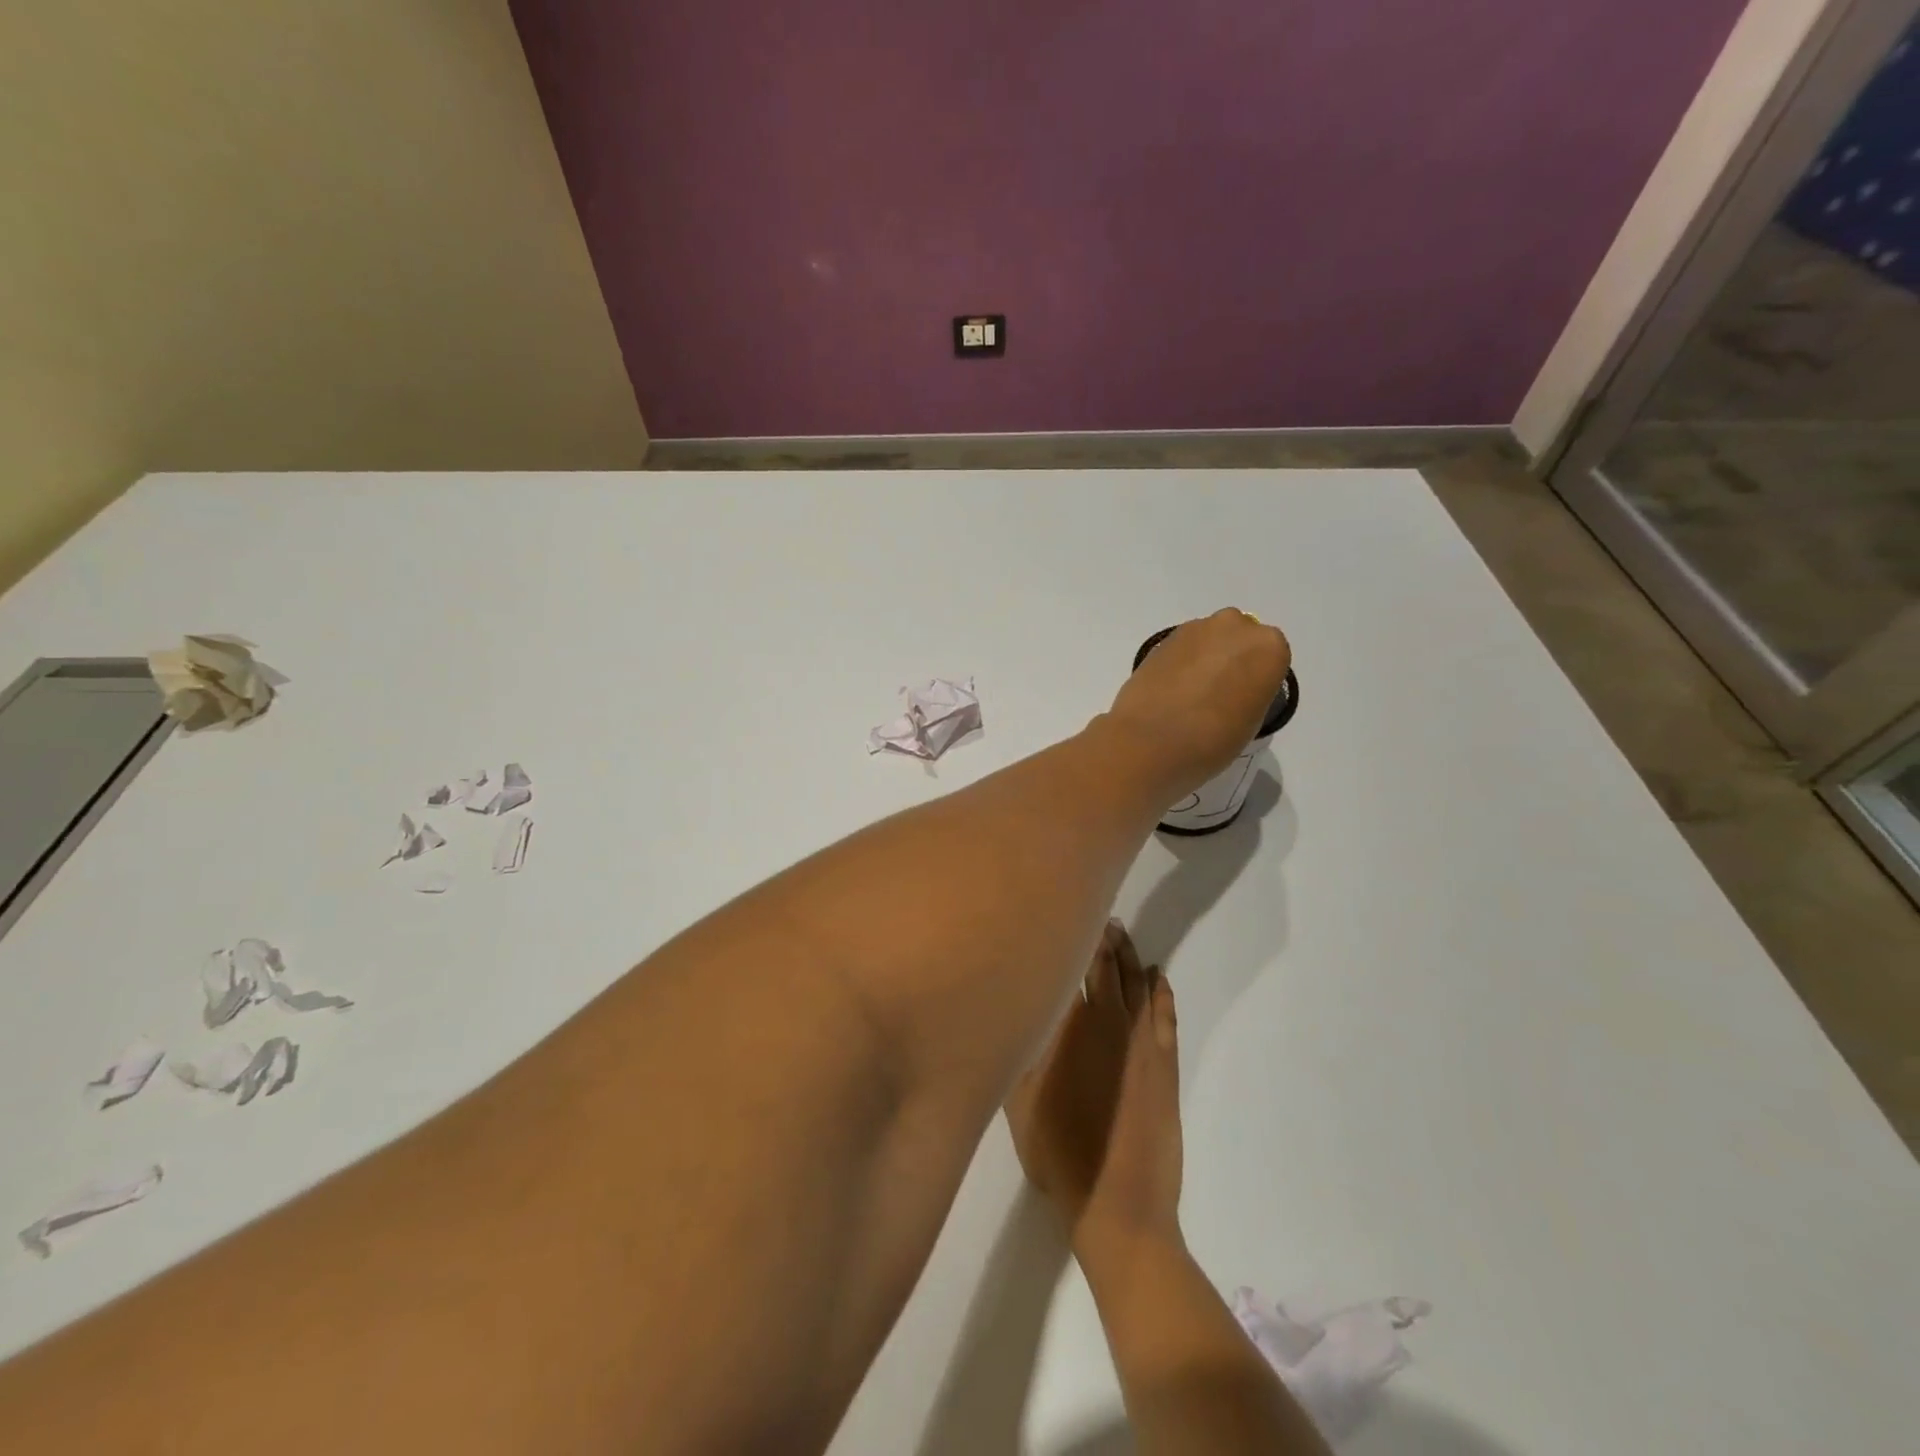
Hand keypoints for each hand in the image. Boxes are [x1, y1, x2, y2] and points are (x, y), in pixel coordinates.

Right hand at [1005, 922, 1182, 1255]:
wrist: (1118, 1205)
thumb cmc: (1058, 1153)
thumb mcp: (1016, 1101)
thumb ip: (1018, 1049)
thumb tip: (1018, 1008)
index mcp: (1070, 1025)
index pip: (1071, 968)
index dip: (1071, 939)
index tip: (1068, 913)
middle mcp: (1108, 1021)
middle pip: (1106, 968)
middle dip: (1103, 938)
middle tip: (1098, 912)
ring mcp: (1141, 1042)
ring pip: (1136, 984)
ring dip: (1129, 956)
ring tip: (1121, 932)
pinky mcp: (1165, 1064)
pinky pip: (1165, 1013)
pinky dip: (1161, 990)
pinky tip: (1158, 975)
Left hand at [1108, 609, 1291, 790]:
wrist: (1150, 741)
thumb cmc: (1213, 740)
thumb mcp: (1252, 722)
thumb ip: (1251, 693)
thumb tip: (1234, 690)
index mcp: (1269, 647)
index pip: (1271, 658)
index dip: (1257, 680)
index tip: (1245, 701)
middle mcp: (1234, 626)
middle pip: (1239, 640)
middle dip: (1231, 661)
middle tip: (1218, 695)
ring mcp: (1194, 629)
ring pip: (1209, 641)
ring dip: (1204, 660)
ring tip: (1190, 696)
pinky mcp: (1161, 639)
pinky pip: (1182, 649)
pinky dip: (1180, 665)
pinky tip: (1170, 692)